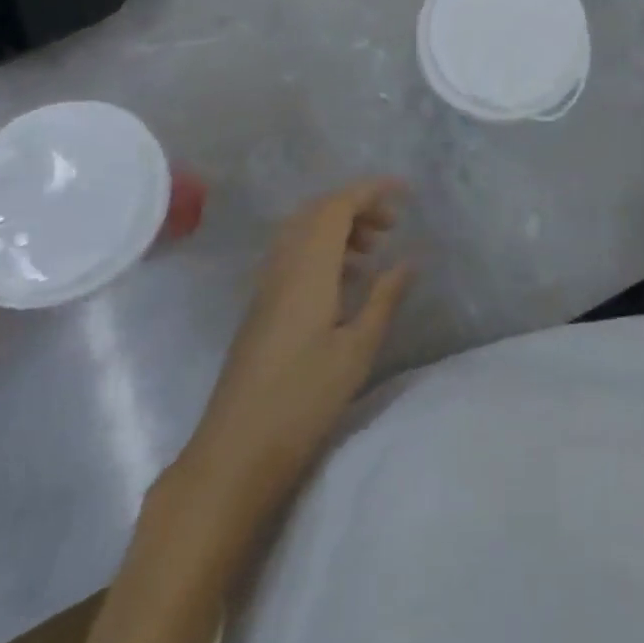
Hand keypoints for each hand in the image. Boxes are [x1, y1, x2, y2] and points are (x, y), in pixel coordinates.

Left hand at [193, 178, 413, 484]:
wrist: (235, 452)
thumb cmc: (302, 400)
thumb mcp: (357, 349)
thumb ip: (384, 297)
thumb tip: (409, 260)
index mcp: (308, 268)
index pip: (337, 205)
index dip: (372, 190)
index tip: (407, 192)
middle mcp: (283, 265)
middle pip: (318, 211)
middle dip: (357, 205)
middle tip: (391, 226)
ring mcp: (267, 284)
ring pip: (303, 230)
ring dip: (339, 226)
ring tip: (373, 251)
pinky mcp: (262, 305)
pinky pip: (294, 253)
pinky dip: (323, 248)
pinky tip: (345, 281)